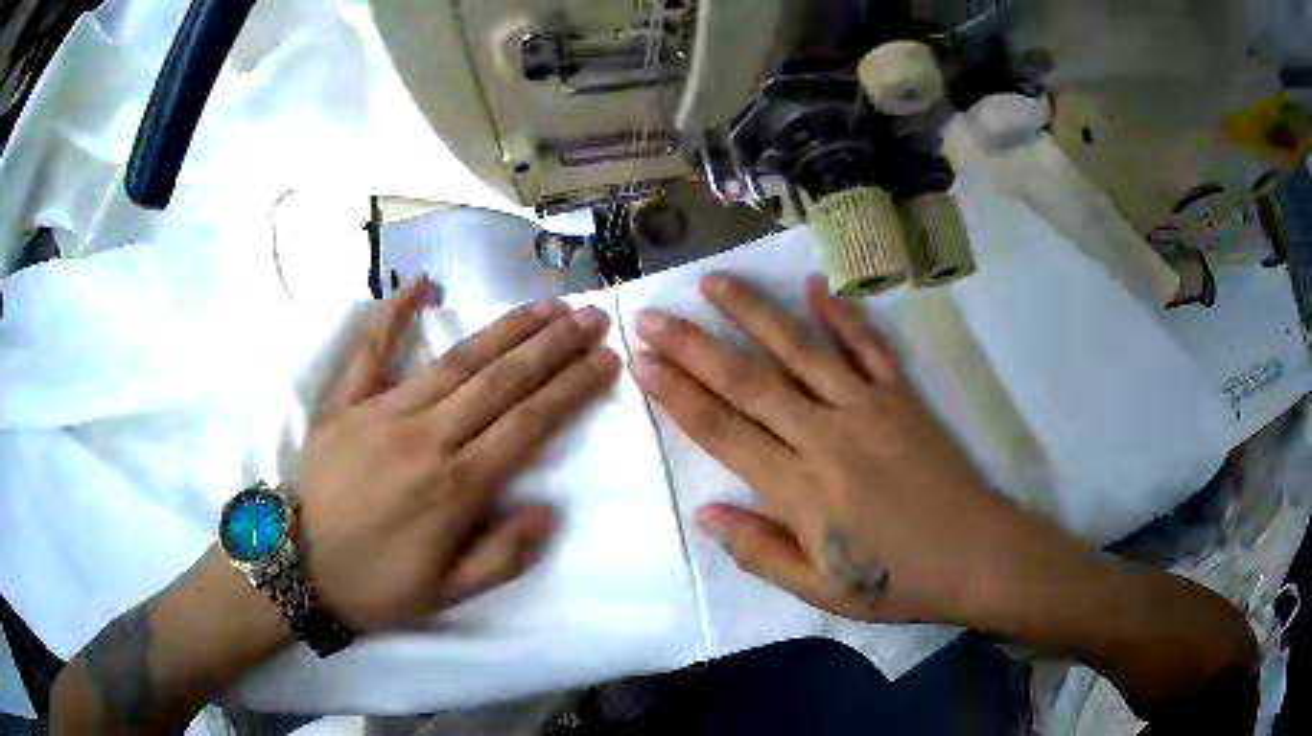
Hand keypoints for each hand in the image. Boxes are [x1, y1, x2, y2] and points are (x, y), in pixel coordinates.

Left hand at [296, 278, 619, 629]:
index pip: (528, 424)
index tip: (605, 360)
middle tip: (589, 316)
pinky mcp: (346, 404)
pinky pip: (371, 352)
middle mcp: (426, 437)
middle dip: (552, 346)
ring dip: (504, 329)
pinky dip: (393, 315)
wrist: (294, 567)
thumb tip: (548, 512)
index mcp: (455, 487)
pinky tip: (420, 284)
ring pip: (455, 361)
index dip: (571, 388)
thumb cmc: (374, 585)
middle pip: (500, 381)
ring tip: (543, 305)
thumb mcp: (445, 594)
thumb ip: (501, 556)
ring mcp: (382, 412)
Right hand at [631, 274, 1045, 623]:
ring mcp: (868, 409)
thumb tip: (705, 515)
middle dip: (693, 346)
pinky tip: (816, 286)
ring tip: (714, 282)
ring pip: (800, 351)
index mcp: (800, 490)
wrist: (977, 555)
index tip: (642, 361)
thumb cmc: (896, 580)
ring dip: (754, 313)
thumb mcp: (821, 589)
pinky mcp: (902, 397)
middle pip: (748, 382)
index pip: (722, 431)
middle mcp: (826, 437)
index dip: (677, 394)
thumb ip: (760, 551)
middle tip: (652, 315)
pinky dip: (843, 315)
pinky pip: (868, 348)